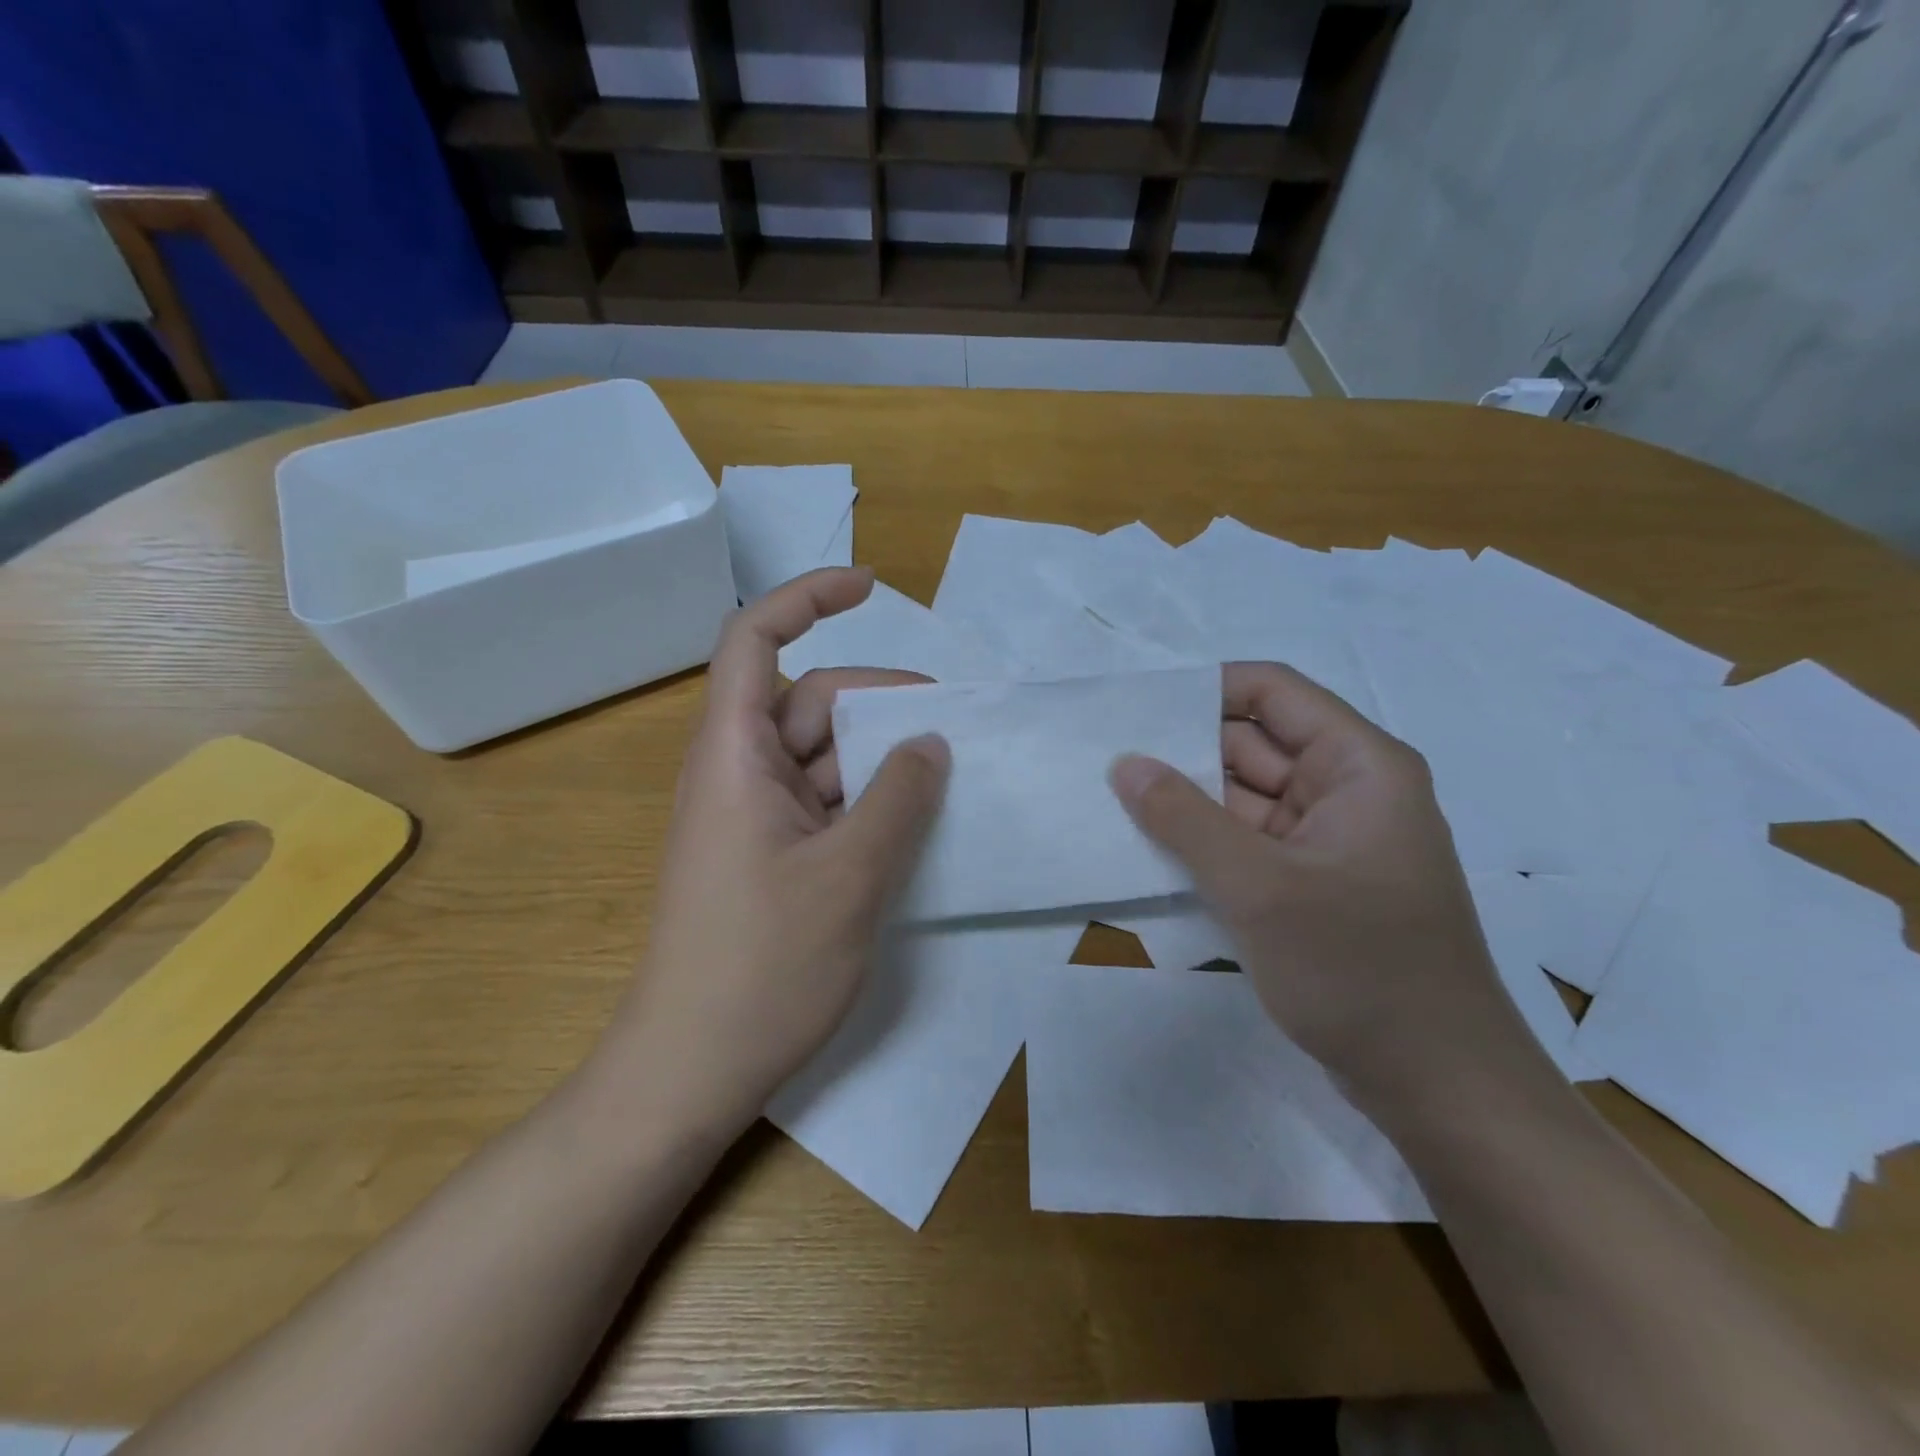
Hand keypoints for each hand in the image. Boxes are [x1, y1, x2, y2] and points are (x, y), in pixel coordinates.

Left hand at [588, 569, 949, 1133]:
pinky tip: (915, 825)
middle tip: (954, 732)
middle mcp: (739, 772)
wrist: (691, 1069)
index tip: (871, 587)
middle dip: (881, 703)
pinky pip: (825, 803)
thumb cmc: (763, 966)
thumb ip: (898, 797)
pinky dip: (869, 802)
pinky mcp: (769, 856)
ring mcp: (754, 817)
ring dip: (882, 760)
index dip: (808, 598)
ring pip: (825, 756)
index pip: (755, 639)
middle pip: (812, 701)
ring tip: (949, 782)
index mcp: (735, 754)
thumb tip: (930, 742)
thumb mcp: (850, 875)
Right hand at [1109, 662, 1549, 1121]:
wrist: (1437, 1087)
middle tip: (1104, 756)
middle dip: (1183, 750)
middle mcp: (1345, 791)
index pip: (1273, 693)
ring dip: (1186, 802)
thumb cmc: (1359, 969)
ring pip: (1243, 798)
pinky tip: (1148, 847)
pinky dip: (1202, 844)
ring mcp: (1326, 841)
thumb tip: (1124, 762)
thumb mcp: (1260, 888)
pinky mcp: (1309, 885)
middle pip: (1253, 745)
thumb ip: (1184, 819)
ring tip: (1111, 797)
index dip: (1205, 690)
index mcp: (1358, 766)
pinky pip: (1246, 844)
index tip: (1135, 709)